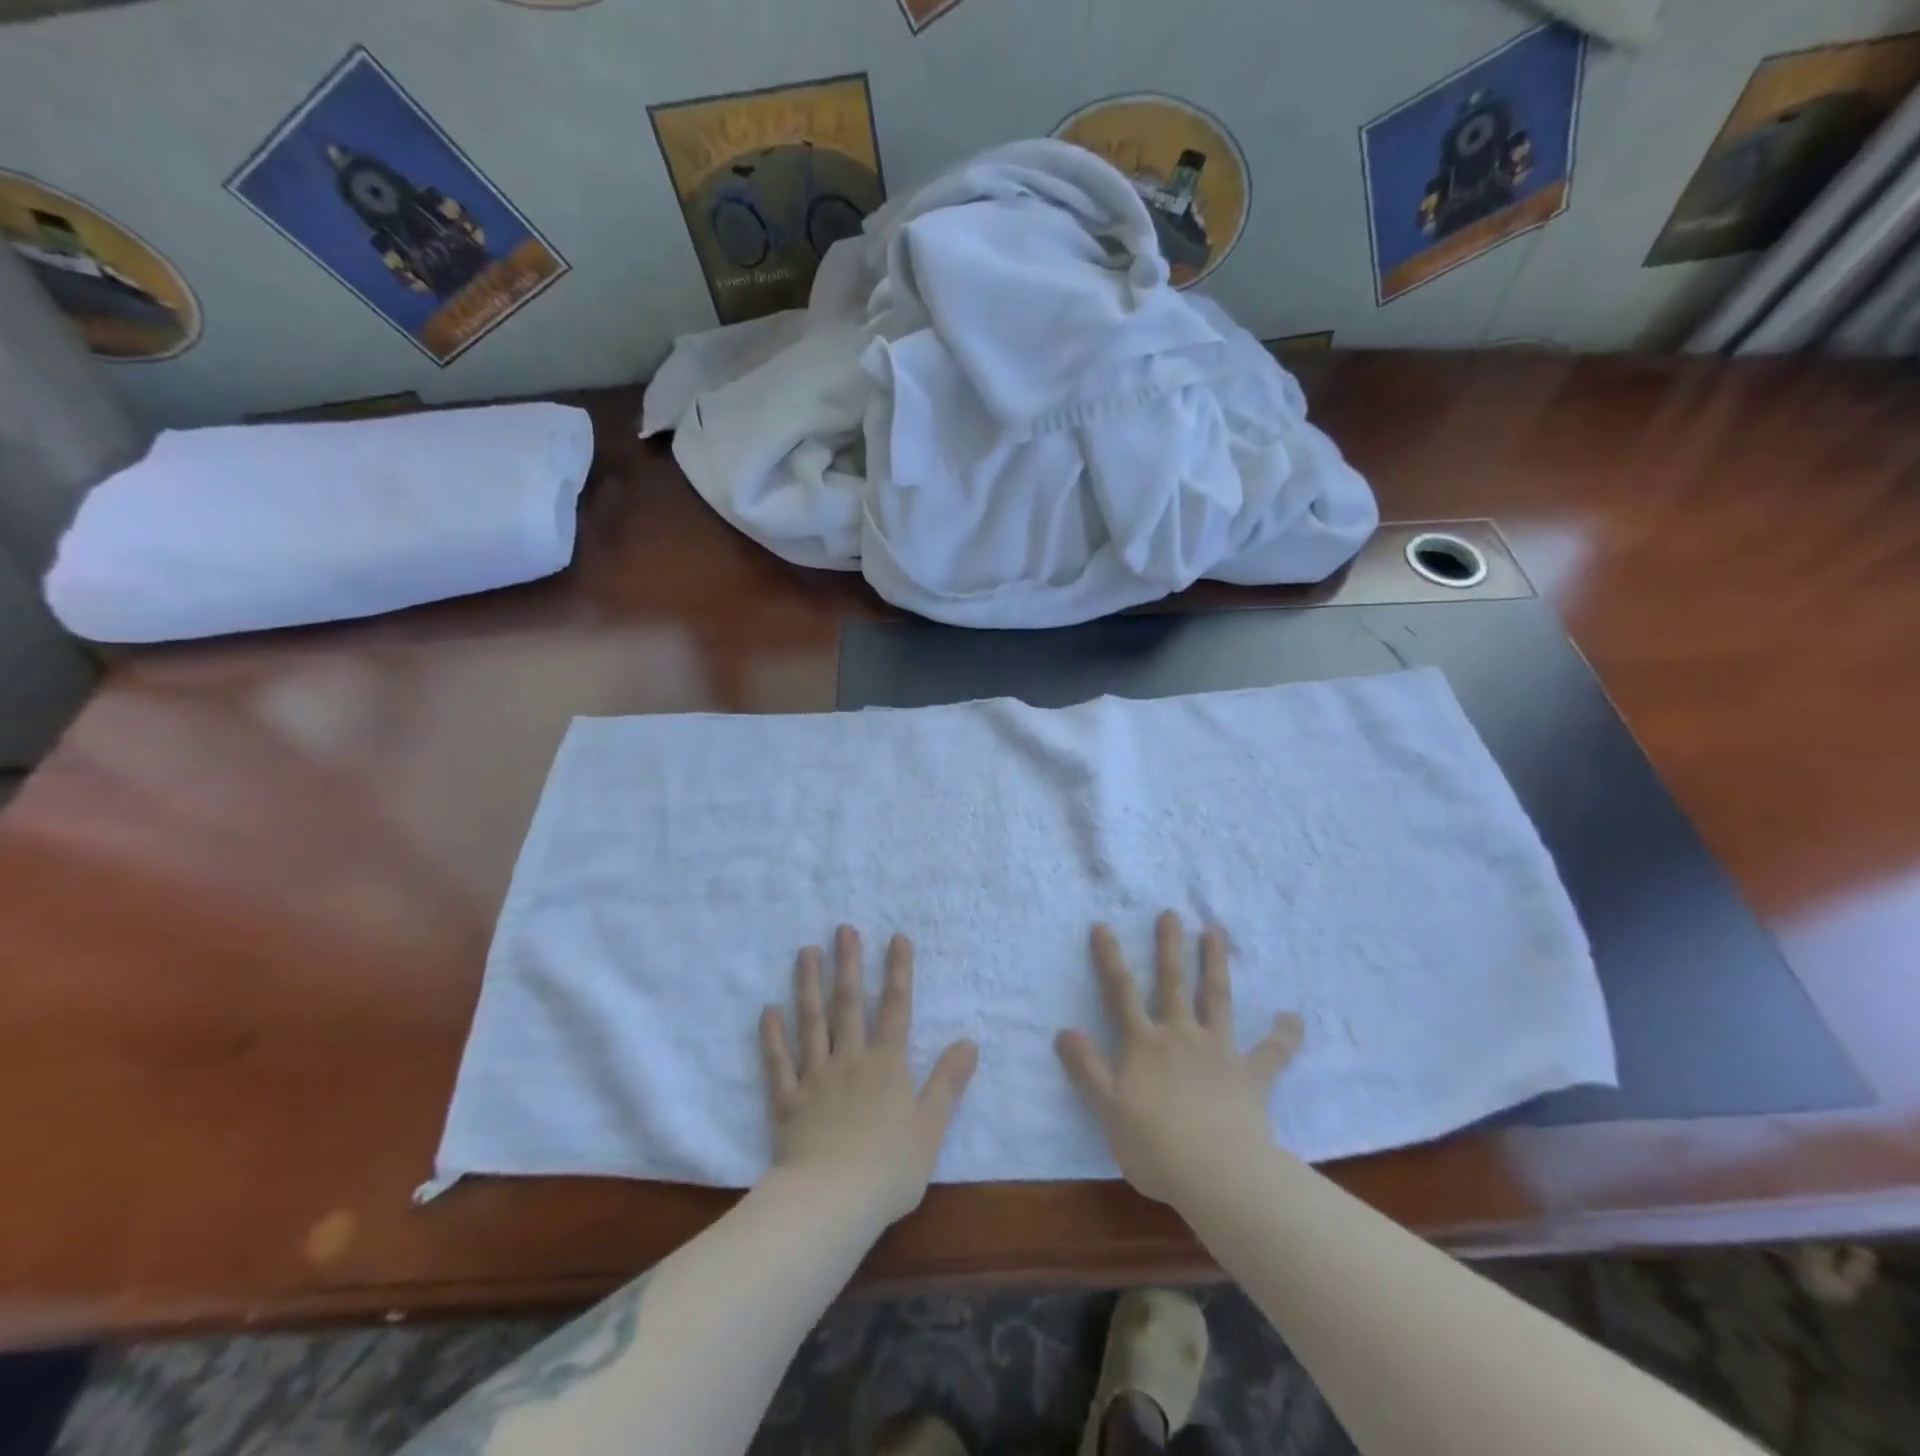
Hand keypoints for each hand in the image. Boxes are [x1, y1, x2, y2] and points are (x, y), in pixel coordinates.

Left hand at [759, 926, 977, 1226]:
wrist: (831, 1202)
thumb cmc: (888, 1169)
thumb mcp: (931, 1127)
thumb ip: (948, 1082)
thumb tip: (970, 1042)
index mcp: (887, 1065)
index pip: (896, 1008)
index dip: (898, 971)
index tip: (896, 937)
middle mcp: (850, 1060)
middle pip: (849, 1004)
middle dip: (848, 964)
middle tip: (842, 929)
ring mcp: (815, 1077)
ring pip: (811, 1022)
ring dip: (809, 985)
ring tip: (805, 951)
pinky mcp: (787, 1100)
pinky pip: (778, 1062)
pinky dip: (772, 1036)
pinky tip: (767, 1010)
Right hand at [1056, 911, 1303, 1205]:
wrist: (1217, 1174)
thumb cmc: (1155, 1147)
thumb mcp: (1108, 1110)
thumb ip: (1088, 1069)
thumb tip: (1064, 1030)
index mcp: (1144, 1045)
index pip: (1121, 994)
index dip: (1110, 959)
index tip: (1103, 926)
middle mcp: (1181, 1036)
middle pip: (1172, 983)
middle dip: (1169, 946)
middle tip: (1171, 913)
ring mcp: (1219, 1051)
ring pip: (1216, 998)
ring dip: (1215, 963)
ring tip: (1216, 931)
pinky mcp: (1252, 1075)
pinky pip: (1272, 1053)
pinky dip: (1284, 1035)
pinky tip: (1294, 1017)